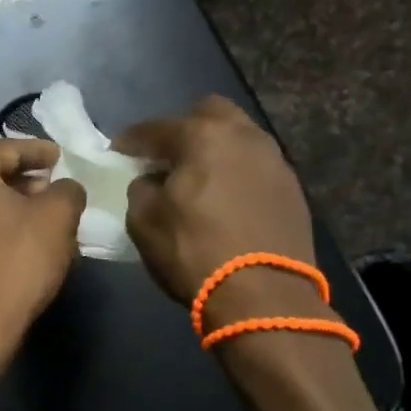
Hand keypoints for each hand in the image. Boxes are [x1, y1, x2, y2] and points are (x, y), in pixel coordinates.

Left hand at [0, 139, 84, 347]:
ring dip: (7, 207)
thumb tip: (64, 188)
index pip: (7, 150)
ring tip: (40, 218)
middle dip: (23, 182)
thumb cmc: (17, 258)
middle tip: (53, 189)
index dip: (39, 152)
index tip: (61, 157)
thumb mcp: (57, 216)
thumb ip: (67, 190)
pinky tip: (17, 242)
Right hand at [114, 96, 319, 315]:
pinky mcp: (292, 190)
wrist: (265, 297)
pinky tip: (226, 201)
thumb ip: (141, 189)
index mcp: (203, 136)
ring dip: (215, 152)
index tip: (118, 154)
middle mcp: (244, 136)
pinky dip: (237, 175)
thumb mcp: (144, 221)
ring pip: (238, 139)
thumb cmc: (195, 252)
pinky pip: (256, 168)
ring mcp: (275, 161)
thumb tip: (151, 181)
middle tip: (167, 158)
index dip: (131, 140)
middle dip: (184, 129)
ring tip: (198, 180)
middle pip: (209, 114)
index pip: (156, 128)